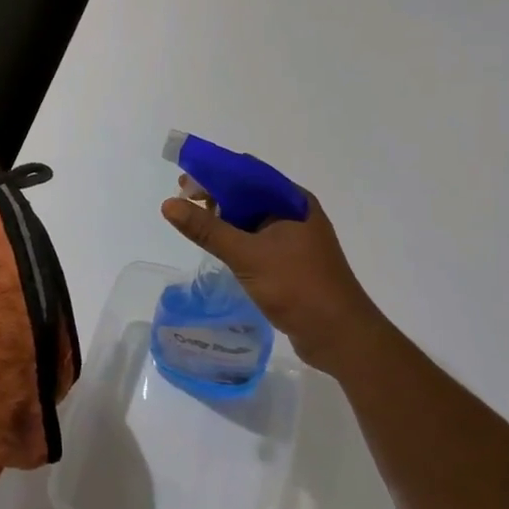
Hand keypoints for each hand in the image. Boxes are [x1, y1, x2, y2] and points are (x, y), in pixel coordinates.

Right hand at [161, 179, 392, 374]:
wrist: (340, 337)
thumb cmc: (298, 287)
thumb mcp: (247, 255)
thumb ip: (207, 229)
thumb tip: (168, 204)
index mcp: (293, 202)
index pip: (248, 173)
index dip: (215, 171)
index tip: (184, 181)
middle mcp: (296, 214)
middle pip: (249, 194)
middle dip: (216, 194)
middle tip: (182, 201)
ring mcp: (295, 239)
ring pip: (252, 218)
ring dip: (224, 217)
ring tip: (194, 222)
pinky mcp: (290, 261)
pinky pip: (257, 239)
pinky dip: (236, 237)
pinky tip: (217, 245)